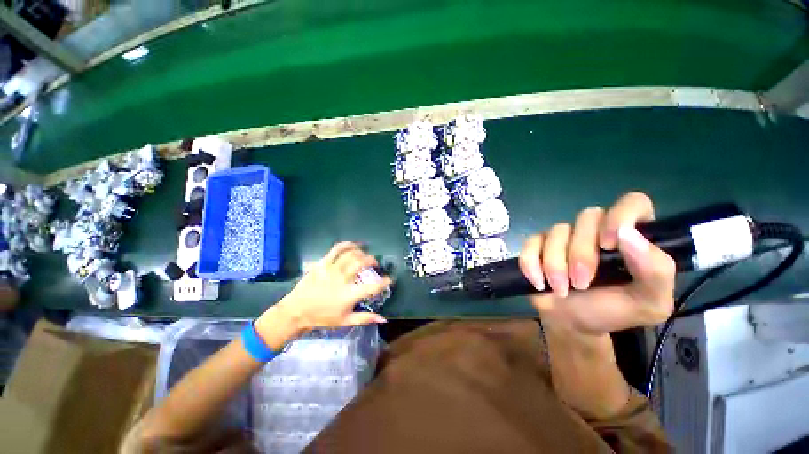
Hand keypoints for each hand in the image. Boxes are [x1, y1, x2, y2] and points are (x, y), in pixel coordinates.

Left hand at [273, 242, 390, 332]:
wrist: (297, 311)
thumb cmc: (323, 317)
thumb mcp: (345, 321)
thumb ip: (365, 318)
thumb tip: (384, 318)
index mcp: (349, 295)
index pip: (372, 287)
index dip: (384, 282)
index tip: (389, 279)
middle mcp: (342, 280)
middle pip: (362, 263)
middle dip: (372, 261)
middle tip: (375, 264)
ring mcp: (331, 269)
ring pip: (351, 254)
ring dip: (362, 253)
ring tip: (365, 255)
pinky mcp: (323, 263)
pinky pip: (336, 249)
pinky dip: (347, 244)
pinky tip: (354, 245)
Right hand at [518, 192, 675, 334]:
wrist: (571, 323)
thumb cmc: (611, 311)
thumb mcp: (650, 303)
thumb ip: (656, 271)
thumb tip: (628, 235)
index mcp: (630, 238)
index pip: (632, 203)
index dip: (621, 215)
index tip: (609, 245)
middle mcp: (596, 230)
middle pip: (587, 216)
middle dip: (581, 253)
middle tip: (581, 283)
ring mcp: (564, 236)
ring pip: (556, 231)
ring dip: (555, 264)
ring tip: (561, 289)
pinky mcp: (537, 244)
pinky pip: (530, 243)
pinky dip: (531, 264)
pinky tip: (539, 282)